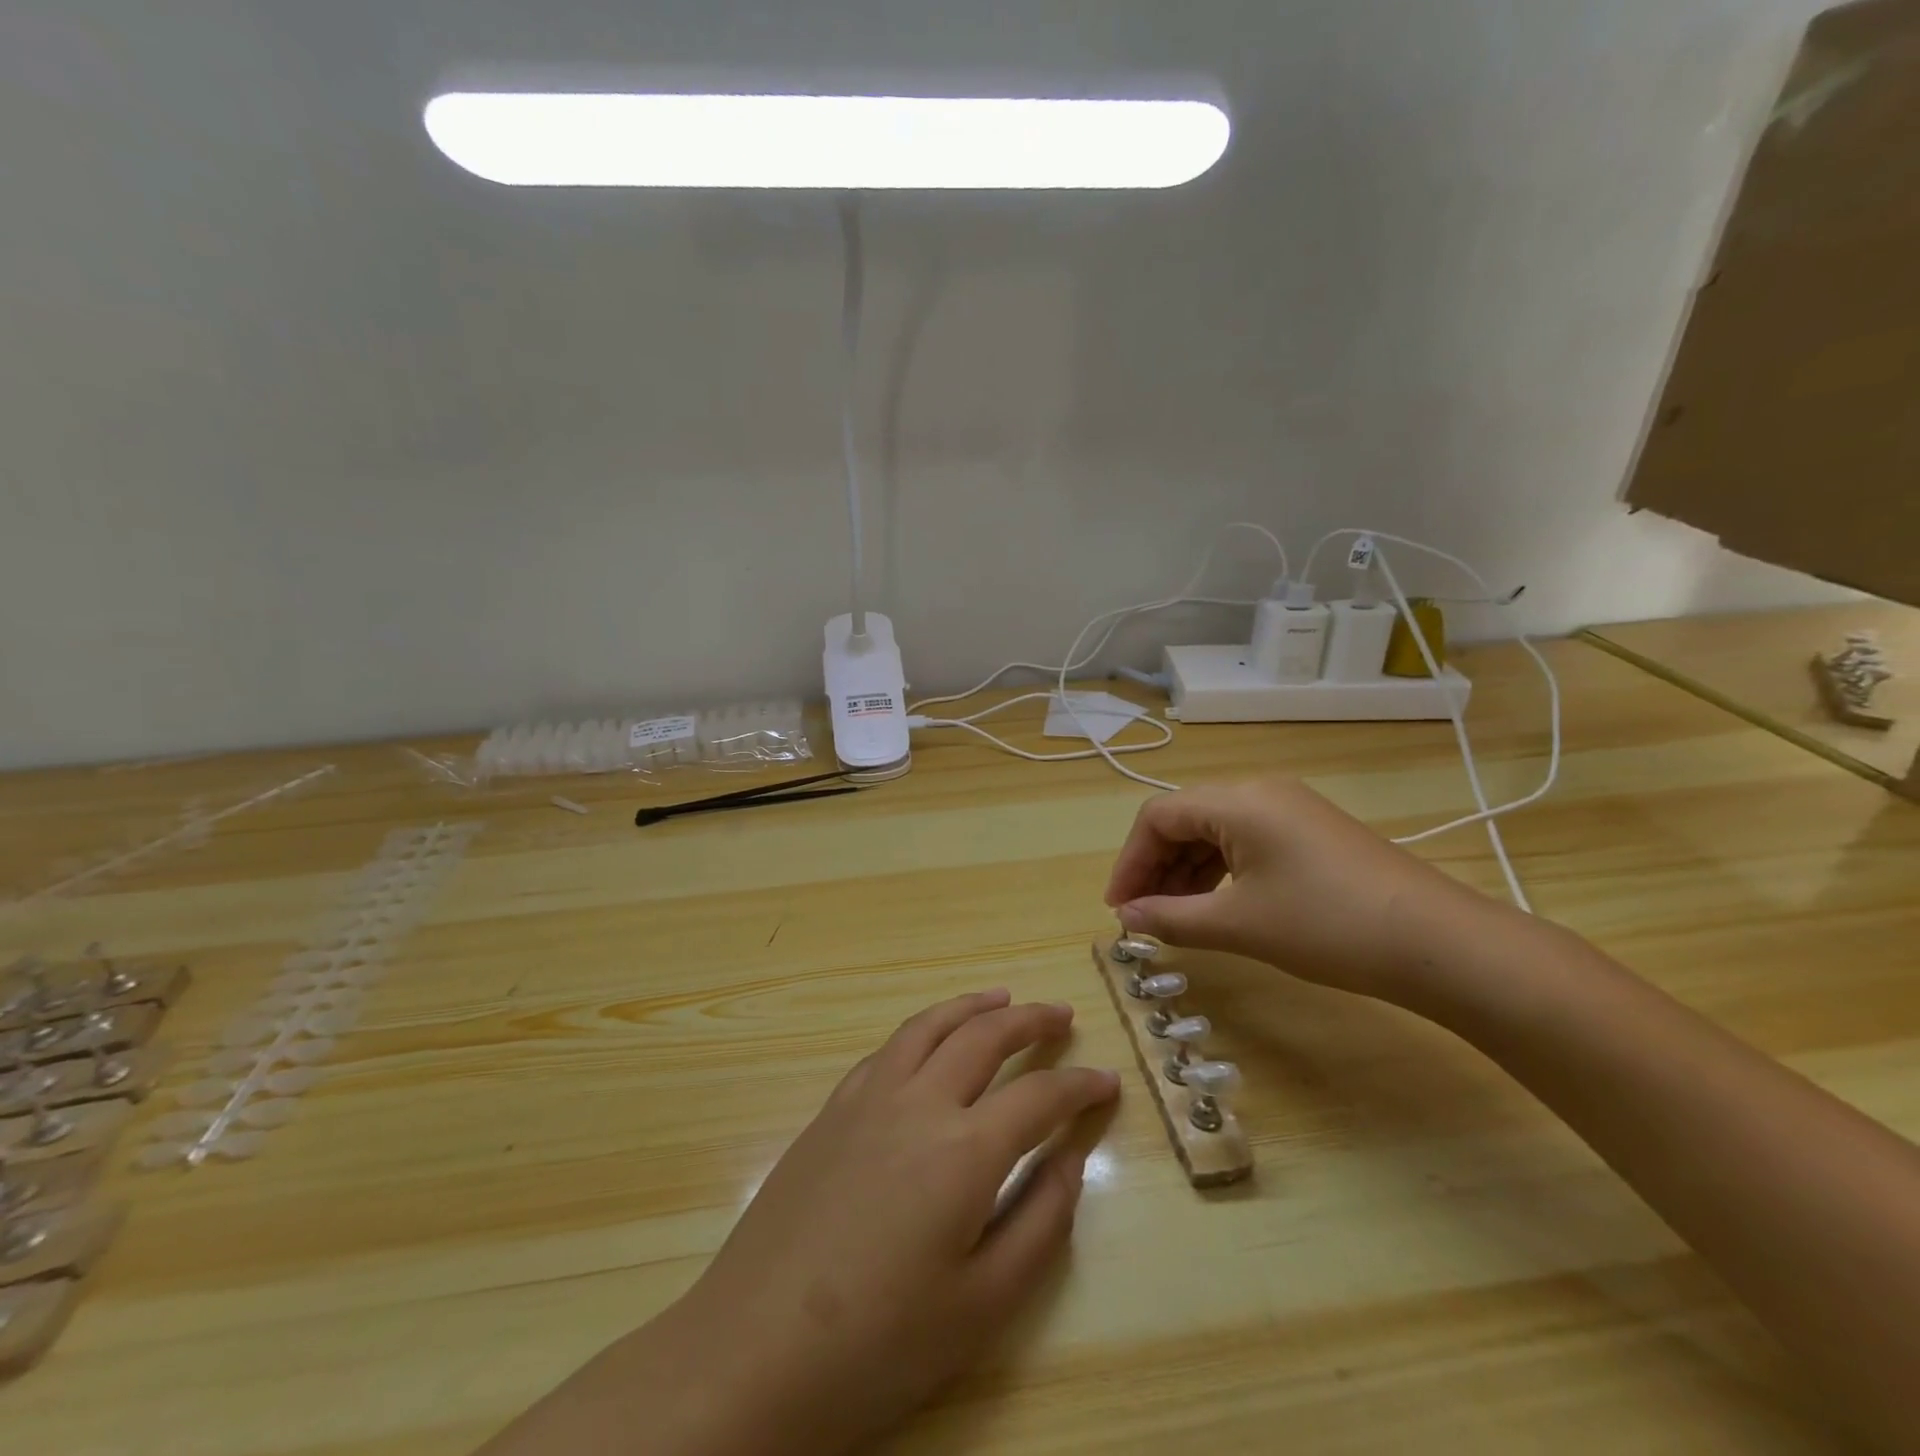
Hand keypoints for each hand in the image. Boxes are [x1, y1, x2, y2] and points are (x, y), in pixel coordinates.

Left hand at [480, 992, 1120, 1455]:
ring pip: (931, 1025)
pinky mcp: (832, 1108)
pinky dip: (923, 1028)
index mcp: (963, 1150)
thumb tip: (1070, 1158)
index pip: (1039, 1096)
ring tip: (1002, 998)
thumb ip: (1040, 1223)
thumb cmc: (878, 1344)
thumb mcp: (982, 1307)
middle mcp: (919, 1102)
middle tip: (1061, 1015)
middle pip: (985, 1036)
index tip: (1107, 1080)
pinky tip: (930, 1039)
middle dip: (1031, 1020)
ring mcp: (868, 1097)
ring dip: (972, 1006)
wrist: (753, 1352)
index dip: (1079, 1085)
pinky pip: (888, 1047)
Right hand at [1104, 778, 1500, 1001]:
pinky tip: (1216, 903)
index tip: (1118, 908)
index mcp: (1237, 801)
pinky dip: (1220, 870)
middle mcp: (1260, 792)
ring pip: (1215, 830)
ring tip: (1174, 915)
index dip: (1130, 862)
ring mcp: (1290, 808)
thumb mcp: (1239, 925)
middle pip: (1185, 819)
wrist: (1438, 943)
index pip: (1158, 818)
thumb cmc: (1327, 926)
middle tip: (1141, 915)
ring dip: (1186, 870)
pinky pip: (1246, 840)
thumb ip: (1172, 917)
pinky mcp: (1311, 830)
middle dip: (1156, 866)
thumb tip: (1127, 917)